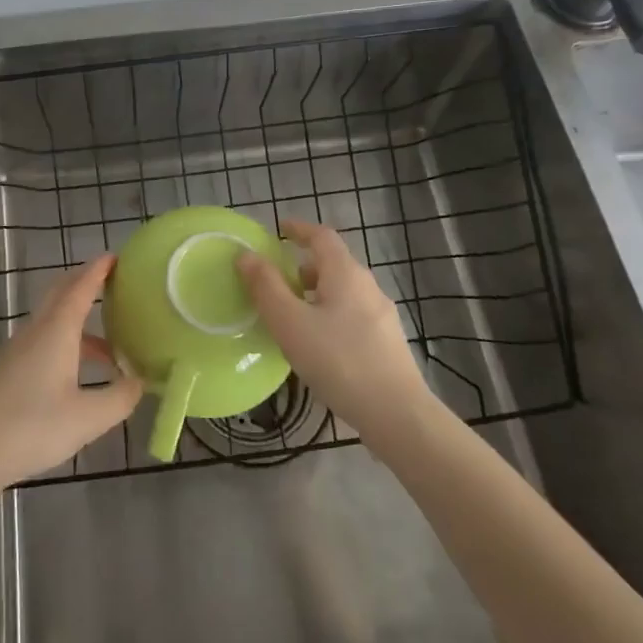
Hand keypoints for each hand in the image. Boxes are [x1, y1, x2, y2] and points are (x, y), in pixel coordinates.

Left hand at [0, 255, 141, 490]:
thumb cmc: (32, 428)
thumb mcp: (88, 418)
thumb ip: (120, 397)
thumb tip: (139, 381)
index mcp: (57, 331)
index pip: (81, 287)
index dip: (99, 270)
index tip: (117, 256)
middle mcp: (36, 331)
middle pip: (61, 294)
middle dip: (86, 283)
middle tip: (115, 284)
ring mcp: (18, 349)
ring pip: (52, 320)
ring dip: (79, 320)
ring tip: (111, 344)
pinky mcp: (9, 369)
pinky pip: (44, 339)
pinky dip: (67, 341)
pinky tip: (80, 372)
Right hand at [238, 219, 435, 444]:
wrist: (397, 413)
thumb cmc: (338, 361)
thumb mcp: (290, 323)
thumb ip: (266, 287)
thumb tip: (246, 255)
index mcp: (345, 273)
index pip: (322, 236)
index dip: (299, 229)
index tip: (279, 229)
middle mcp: (368, 286)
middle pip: (334, 263)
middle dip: (304, 265)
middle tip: (277, 279)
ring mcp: (382, 315)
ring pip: (343, 291)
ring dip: (316, 293)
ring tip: (293, 315)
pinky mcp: (387, 342)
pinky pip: (352, 314)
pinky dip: (330, 314)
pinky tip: (319, 344)